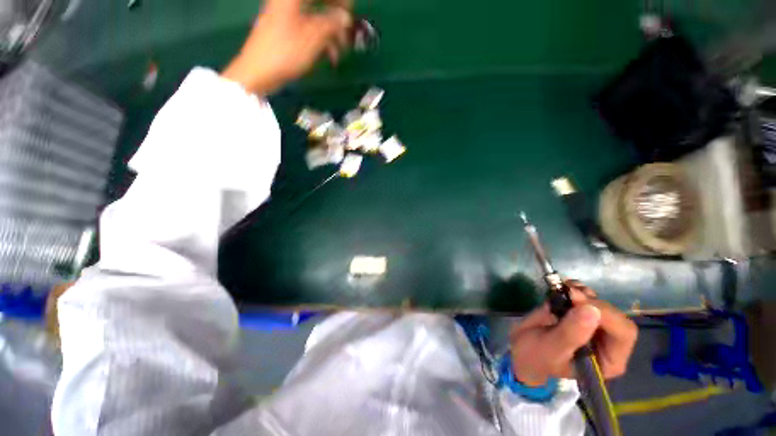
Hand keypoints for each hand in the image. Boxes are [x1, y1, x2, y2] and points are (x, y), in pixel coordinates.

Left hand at [222, 0, 351, 93]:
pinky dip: (320, 40)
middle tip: (347, 37)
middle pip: (319, 3)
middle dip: (336, 20)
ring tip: (339, 54)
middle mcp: (289, 1)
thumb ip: (332, 24)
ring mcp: (286, 15)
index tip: (351, 15)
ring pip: (315, 18)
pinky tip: (328, 56)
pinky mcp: (284, 29)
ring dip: (330, 35)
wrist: (258, 71)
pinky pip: (307, 28)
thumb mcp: (313, 38)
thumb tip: (346, 18)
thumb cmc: (286, 52)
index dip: (340, 2)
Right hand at [509, 281, 637, 386]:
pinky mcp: (578, 312)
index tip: (577, 301)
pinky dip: (575, 287)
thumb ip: (570, 333)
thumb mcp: (551, 348)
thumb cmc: (536, 356)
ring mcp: (593, 325)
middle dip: (592, 301)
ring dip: (583, 292)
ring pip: (600, 302)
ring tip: (563, 289)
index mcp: (608, 359)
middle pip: (614, 315)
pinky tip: (562, 287)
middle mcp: (607, 341)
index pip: (623, 333)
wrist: (519, 346)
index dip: (606, 315)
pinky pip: (586, 295)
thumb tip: (591, 310)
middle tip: (568, 292)